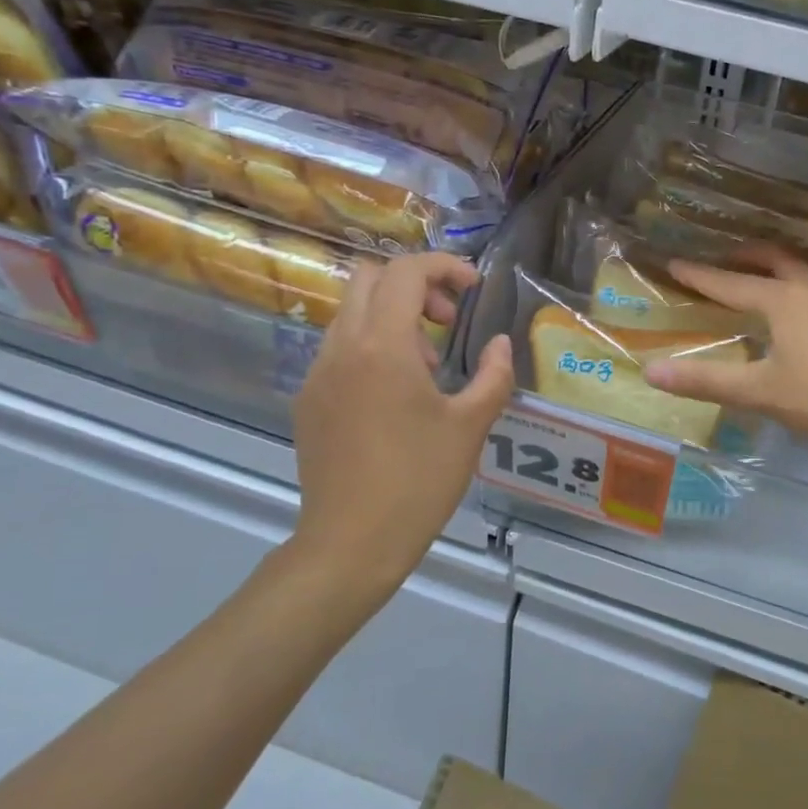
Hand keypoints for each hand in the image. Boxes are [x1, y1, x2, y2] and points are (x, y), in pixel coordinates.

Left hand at [286, 253, 513, 609]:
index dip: (444, 266)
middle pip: (368, 278)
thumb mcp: (471, 426)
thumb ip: (493, 375)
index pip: (406, 272)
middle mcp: (343, 347)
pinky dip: (371, 347)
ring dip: (392, 317)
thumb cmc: (419, 480)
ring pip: (350, 312)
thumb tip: (499, 344)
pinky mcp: (308, 400)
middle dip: (415, 284)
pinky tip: (395, 397)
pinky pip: (339, 349)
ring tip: (427, 367)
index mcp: (383, 345)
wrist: (351, 542)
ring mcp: (318, 373)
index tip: (473, 288)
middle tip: (447, 321)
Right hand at [641, 243, 807, 448]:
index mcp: (782, 299)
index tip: (673, 263)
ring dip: (791, 256)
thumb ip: (706, 381)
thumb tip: (651, 372)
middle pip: (774, 257)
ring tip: (779, 263)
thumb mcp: (760, 393)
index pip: (729, 283)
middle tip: (724, 259)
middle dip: (745, 254)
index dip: (699, 275)